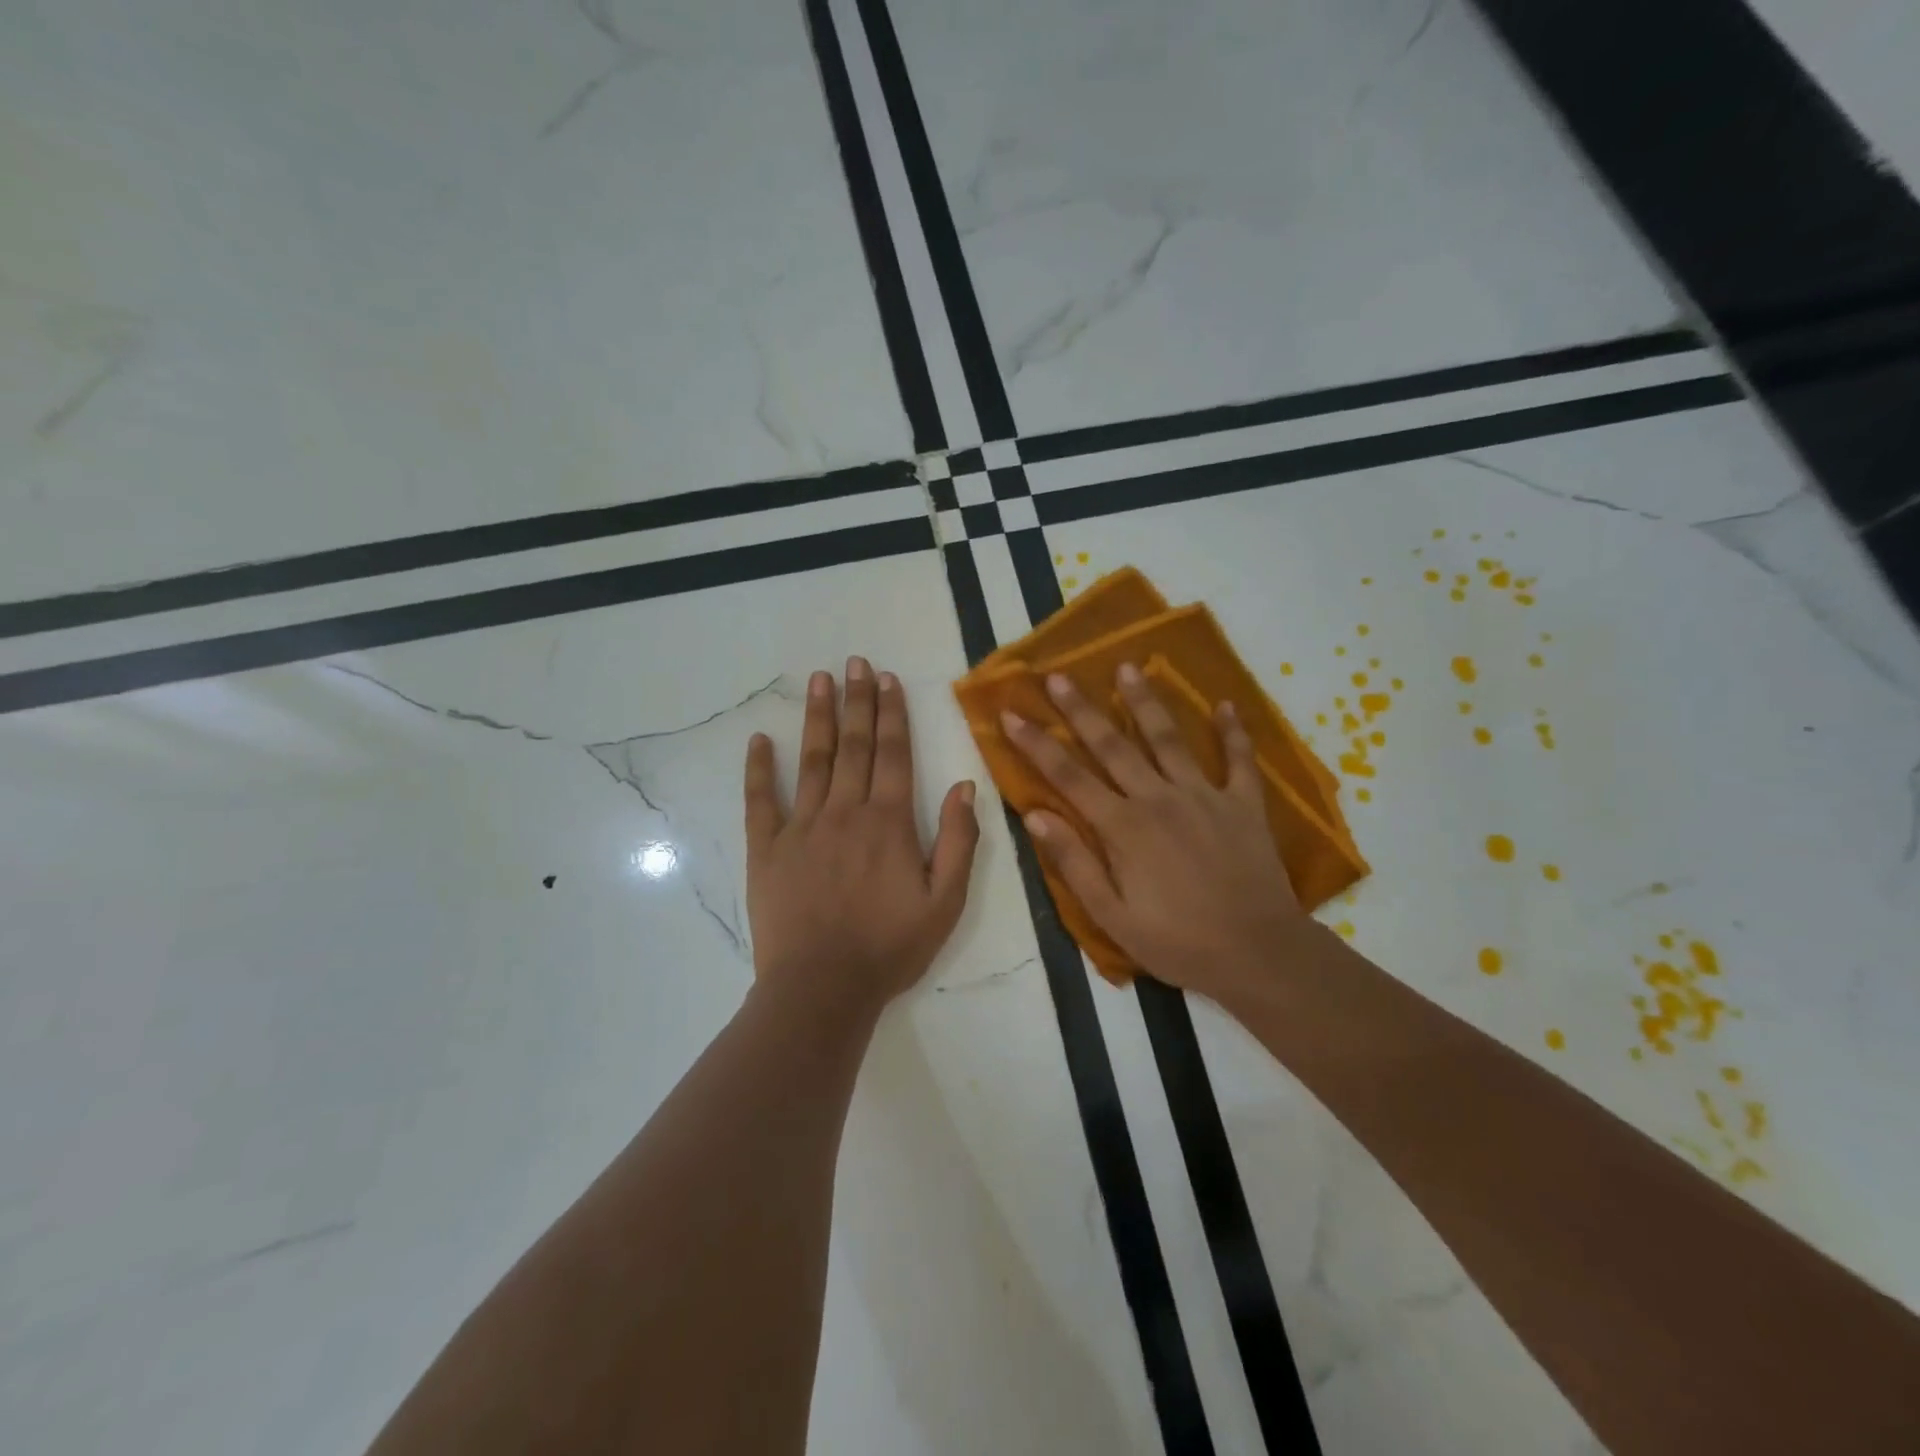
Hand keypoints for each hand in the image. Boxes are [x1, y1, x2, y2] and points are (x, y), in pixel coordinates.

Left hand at [744, 657, 979, 1016]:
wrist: (822, 988)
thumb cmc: (890, 948)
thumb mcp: (945, 903)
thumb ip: (960, 842)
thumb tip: (965, 787)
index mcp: (890, 822)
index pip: (894, 754)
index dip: (893, 713)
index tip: (888, 679)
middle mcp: (846, 811)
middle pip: (854, 745)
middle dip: (857, 701)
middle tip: (855, 662)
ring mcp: (802, 827)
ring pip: (813, 760)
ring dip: (818, 718)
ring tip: (819, 680)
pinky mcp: (768, 849)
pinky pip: (762, 800)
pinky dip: (759, 769)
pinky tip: (759, 740)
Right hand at [1002, 665, 1303, 1001]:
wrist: (1258, 953)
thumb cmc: (1177, 941)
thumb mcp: (1112, 915)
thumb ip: (1073, 862)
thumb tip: (1035, 815)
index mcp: (1123, 827)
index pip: (1068, 776)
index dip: (1037, 744)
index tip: (1011, 714)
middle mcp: (1159, 799)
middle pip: (1112, 745)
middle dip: (1081, 709)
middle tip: (1058, 676)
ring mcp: (1204, 796)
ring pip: (1168, 739)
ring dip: (1146, 701)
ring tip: (1129, 667)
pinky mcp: (1243, 804)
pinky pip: (1239, 760)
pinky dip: (1233, 732)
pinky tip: (1225, 704)